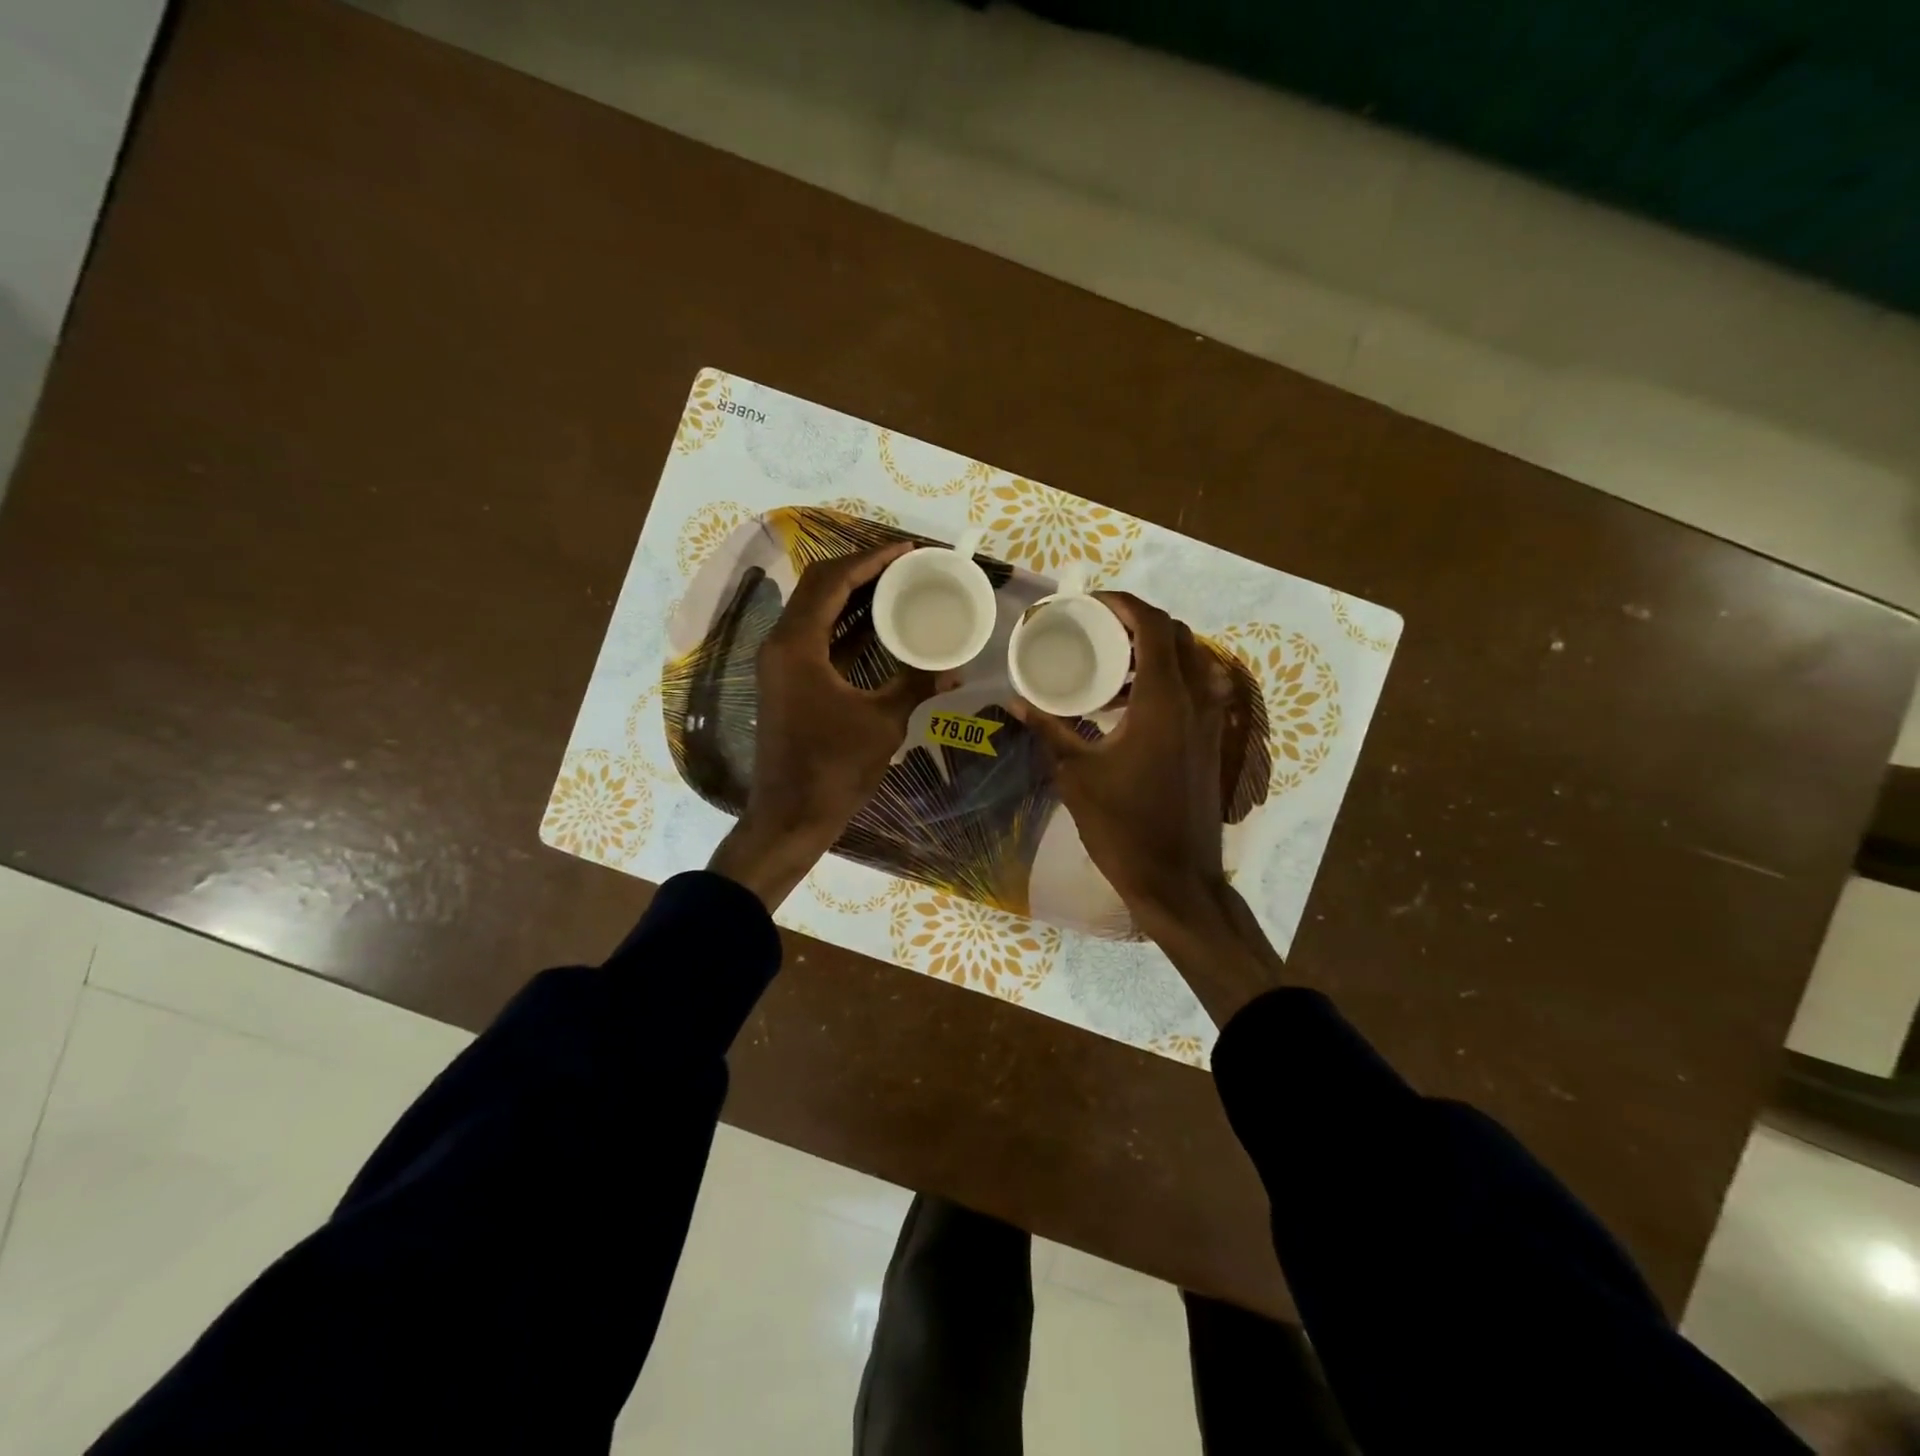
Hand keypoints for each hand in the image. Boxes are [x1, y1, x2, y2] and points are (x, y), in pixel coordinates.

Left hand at [709, 542, 937, 908]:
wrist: (791, 816)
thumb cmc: (834, 768)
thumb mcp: (883, 722)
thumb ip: (916, 685)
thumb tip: (956, 667)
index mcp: (797, 645)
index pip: (831, 581)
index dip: (869, 559)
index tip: (906, 550)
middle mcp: (781, 644)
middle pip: (817, 587)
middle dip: (860, 570)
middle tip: (903, 565)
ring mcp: (781, 664)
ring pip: (815, 611)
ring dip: (851, 595)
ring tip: (895, 585)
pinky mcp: (788, 682)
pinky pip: (816, 638)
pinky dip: (844, 625)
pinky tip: (877, 625)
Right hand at [1013, 593, 1232, 925]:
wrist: (1177, 879)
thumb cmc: (1124, 825)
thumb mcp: (1076, 775)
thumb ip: (1049, 730)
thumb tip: (1016, 702)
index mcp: (1163, 700)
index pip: (1154, 626)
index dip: (1124, 604)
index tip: (1091, 604)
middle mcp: (1196, 700)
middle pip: (1178, 636)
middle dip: (1140, 624)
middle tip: (1100, 632)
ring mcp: (1211, 722)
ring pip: (1193, 662)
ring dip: (1156, 653)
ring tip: (1112, 667)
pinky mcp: (1213, 742)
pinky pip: (1198, 690)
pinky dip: (1169, 681)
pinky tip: (1132, 707)